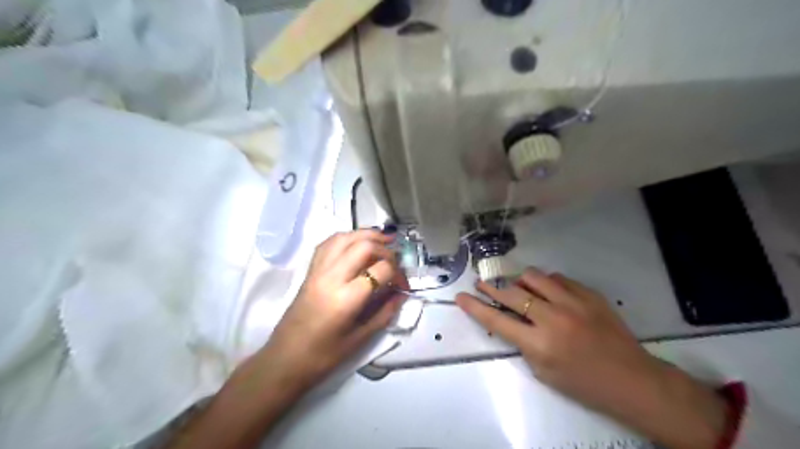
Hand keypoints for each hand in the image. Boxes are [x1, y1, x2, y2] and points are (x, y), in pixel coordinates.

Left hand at [260, 232, 407, 392]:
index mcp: (346, 298)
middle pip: (363, 246)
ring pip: (344, 237)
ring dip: (366, 235)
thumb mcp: (360, 338)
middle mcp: (331, 277)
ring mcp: (317, 270)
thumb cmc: (324, 356)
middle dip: (385, 248)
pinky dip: (346, 238)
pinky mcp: (309, 270)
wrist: (284, 360)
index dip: (398, 274)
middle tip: (395, 259)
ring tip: (382, 240)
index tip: (403, 285)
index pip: (380, 270)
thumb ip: (385, 313)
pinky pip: (328, 243)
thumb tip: (401, 294)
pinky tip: (356, 244)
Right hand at [456, 269, 729, 448]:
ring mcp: (573, 302)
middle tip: (481, 283)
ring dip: (520, 282)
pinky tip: (548, 291)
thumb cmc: (583, 383)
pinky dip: (546, 283)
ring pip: (534, 277)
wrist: (632, 379)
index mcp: (540, 344)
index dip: (475, 307)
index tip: (460, 296)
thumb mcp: (543, 372)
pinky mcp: (589, 294)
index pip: (497, 321)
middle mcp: (553, 318)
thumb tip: (511, 319)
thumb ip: (523, 343)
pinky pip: (558, 278)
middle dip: (491, 287)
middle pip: (511, 294)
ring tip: (518, 288)